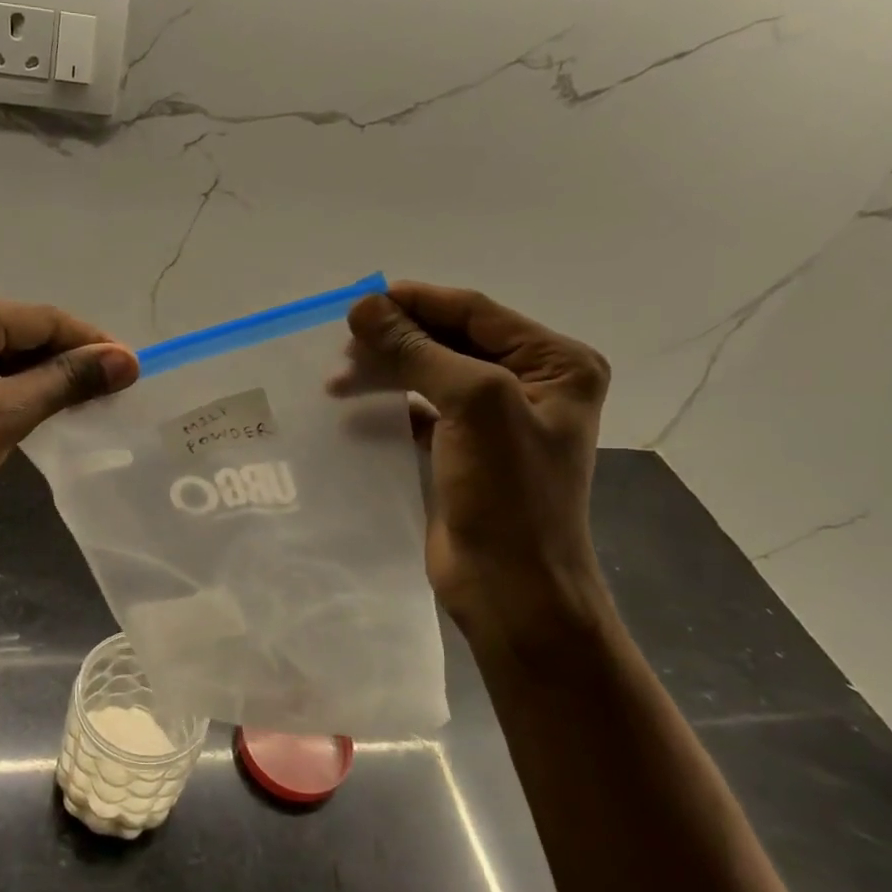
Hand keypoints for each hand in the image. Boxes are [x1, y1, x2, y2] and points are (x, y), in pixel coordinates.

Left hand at [0, 291, 137, 543]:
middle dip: (67, 360)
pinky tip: (31, 411)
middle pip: (21, 331)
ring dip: (39, 377)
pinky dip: (8, 389)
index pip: (43, 319)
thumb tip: (124, 359)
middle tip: (110, 395)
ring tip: (80, 406)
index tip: (133, 372)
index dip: (92, 343)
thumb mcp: (0, 419)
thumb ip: (63, 382)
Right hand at [343, 281, 611, 642]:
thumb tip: (365, 307)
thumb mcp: (473, 405)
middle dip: (395, 340)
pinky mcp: (462, 451)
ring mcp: (493, 419)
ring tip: (336, 382)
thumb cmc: (509, 494)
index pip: (475, 312)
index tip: (357, 303)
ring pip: (429, 375)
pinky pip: (419, 412)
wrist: (512, 589)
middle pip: (449, 341)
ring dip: (384, 372)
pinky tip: (351, 412)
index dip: (415, 302)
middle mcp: (529, 384)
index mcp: (554, 363)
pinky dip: (386, 406)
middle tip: (341, 345)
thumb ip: (418, 351)